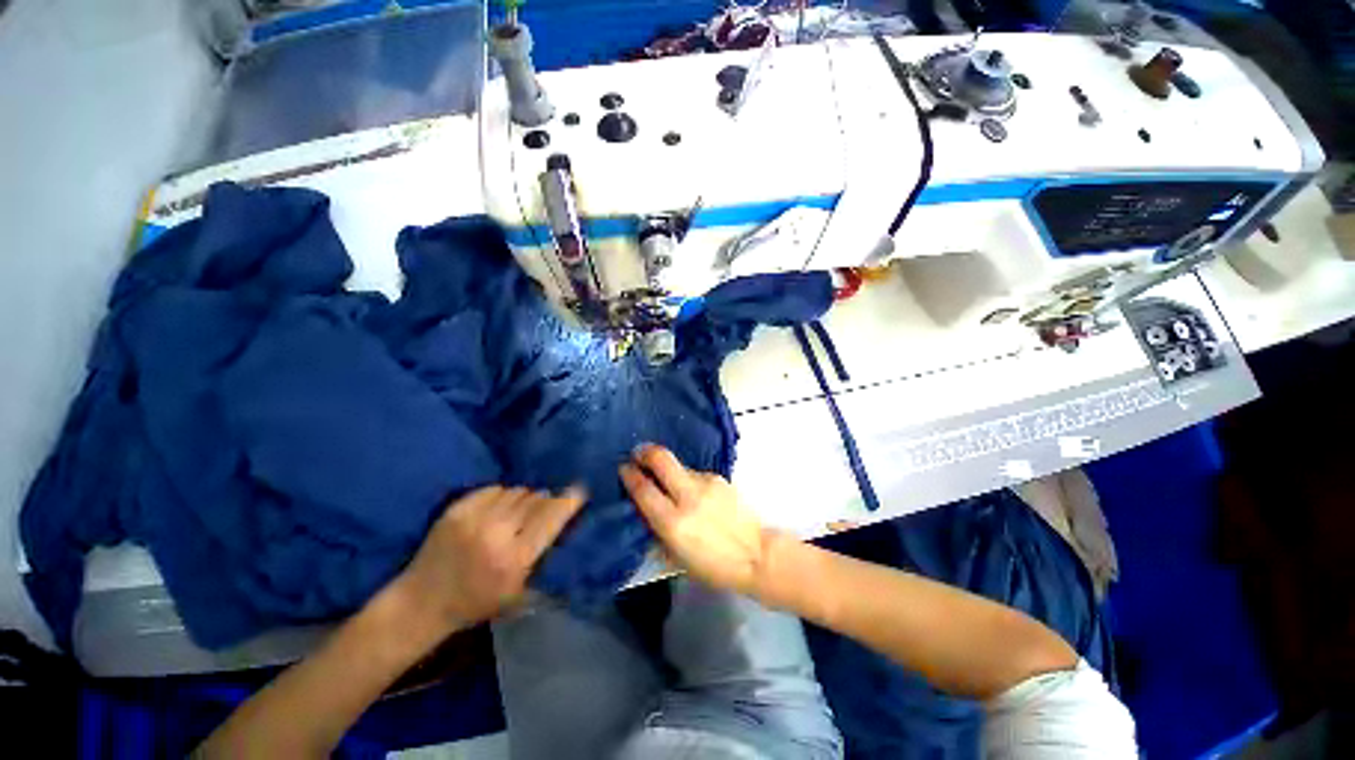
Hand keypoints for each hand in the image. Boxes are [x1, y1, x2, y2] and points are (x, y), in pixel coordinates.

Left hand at [391, 485, 585, 634]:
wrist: (421, 603)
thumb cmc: (476, 604)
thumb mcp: (518, 594)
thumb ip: (544, 561)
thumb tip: (565, 527)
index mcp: (516, 558)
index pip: (552, 516)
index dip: (569, 500)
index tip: (580, 490)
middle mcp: (498, 533)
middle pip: (536, 499)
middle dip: (545, 501)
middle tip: (543, 508)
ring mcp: (475, 519)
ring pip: (516, 492)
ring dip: (523, 499)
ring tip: (518, 511)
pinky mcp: (457, 510)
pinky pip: (494, 489)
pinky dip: (501, 496)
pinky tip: (497, 509)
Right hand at [620, 445, 782, 596]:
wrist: (756, 554)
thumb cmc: (713, 566)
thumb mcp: (677, 556)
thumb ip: (658, 528)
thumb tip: (644, 507)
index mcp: (673, 523)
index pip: (643, 490)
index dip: (630, 475)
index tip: (623, 468)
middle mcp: (688, 497)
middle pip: (661, 459)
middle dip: (646, 452)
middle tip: (638, 452)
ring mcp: (706, 484)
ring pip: (680, 466)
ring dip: (670, 470)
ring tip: (672, 484)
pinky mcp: (720, 478)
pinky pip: (696, 474)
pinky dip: (689, 480)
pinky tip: (695, 494)